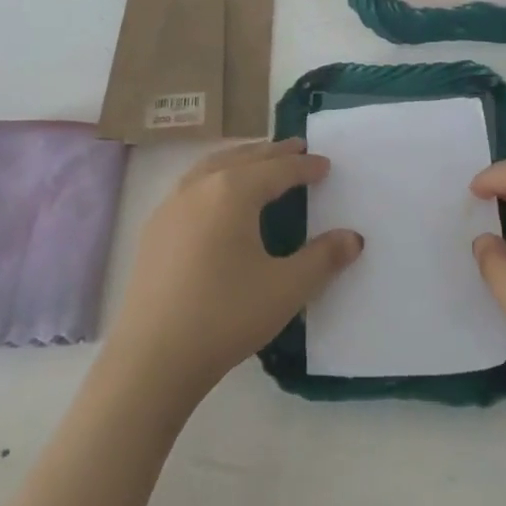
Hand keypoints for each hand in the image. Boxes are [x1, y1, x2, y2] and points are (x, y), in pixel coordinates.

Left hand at [102, 139, 362, 414]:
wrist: (152, 358)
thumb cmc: (226, 316)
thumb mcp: (286, 288)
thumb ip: (323, 259)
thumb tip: (353, 238)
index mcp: (232, 192)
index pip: (278, 170)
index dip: (305, 166)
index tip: (326, 164)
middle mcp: (198, 187)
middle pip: (243, 158)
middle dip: (273, 152)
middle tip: (297, 147)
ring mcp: (170, 207)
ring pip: (211, 167)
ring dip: (240, 159)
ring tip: (259, 161)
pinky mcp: (153, 230)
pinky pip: (191, 186)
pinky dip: (214, 177)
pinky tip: (217, 198)